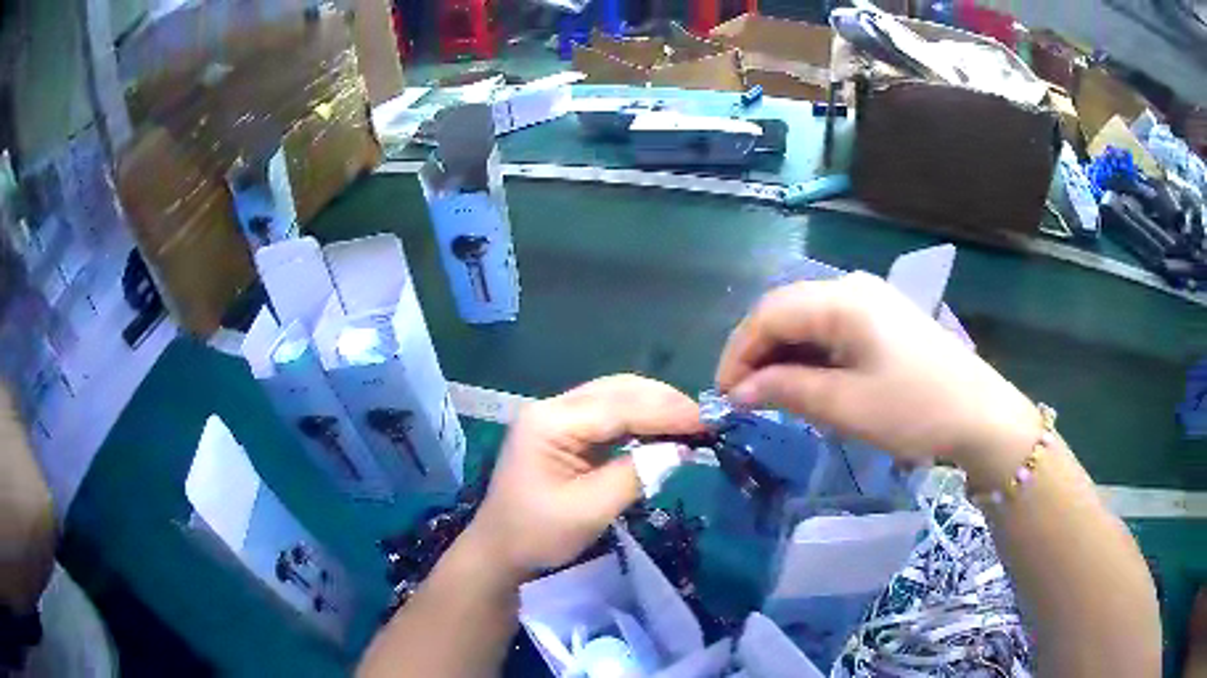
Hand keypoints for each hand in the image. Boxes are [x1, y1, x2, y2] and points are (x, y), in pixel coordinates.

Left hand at [465, 375, 703, 579]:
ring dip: (654, 408)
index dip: (666, 411)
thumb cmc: (539, 534)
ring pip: (616, 397)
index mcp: (550, 421)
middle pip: (617, 390)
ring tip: (691, 424)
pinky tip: (662, 431)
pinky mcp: (565, 430)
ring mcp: (557, 416)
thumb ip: (637, 473)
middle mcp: (552, 407)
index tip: (706, 420)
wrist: (500, 550)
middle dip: (663, 402)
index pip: (618, 406)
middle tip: (704, 421)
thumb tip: (682, 450)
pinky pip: (609, 415)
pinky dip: (640, 420)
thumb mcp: (591, 509)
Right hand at [714, 272, 1037, 477]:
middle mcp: (852, 286)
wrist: (980, 415)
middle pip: (786, 310)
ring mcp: (871, 300)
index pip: (769, 314)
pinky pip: (832, 328)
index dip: (738, 352)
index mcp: (841, 299)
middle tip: (743, 398)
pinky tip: (808, 381)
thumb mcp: (845, 406)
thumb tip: (737, 391)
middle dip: (757, 353)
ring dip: (783, 354)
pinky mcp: (884, 318)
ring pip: (808, 318)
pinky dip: (810, 353)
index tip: (723, 396)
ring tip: (772, 395)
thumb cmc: (914, 410)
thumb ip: (785, 391)